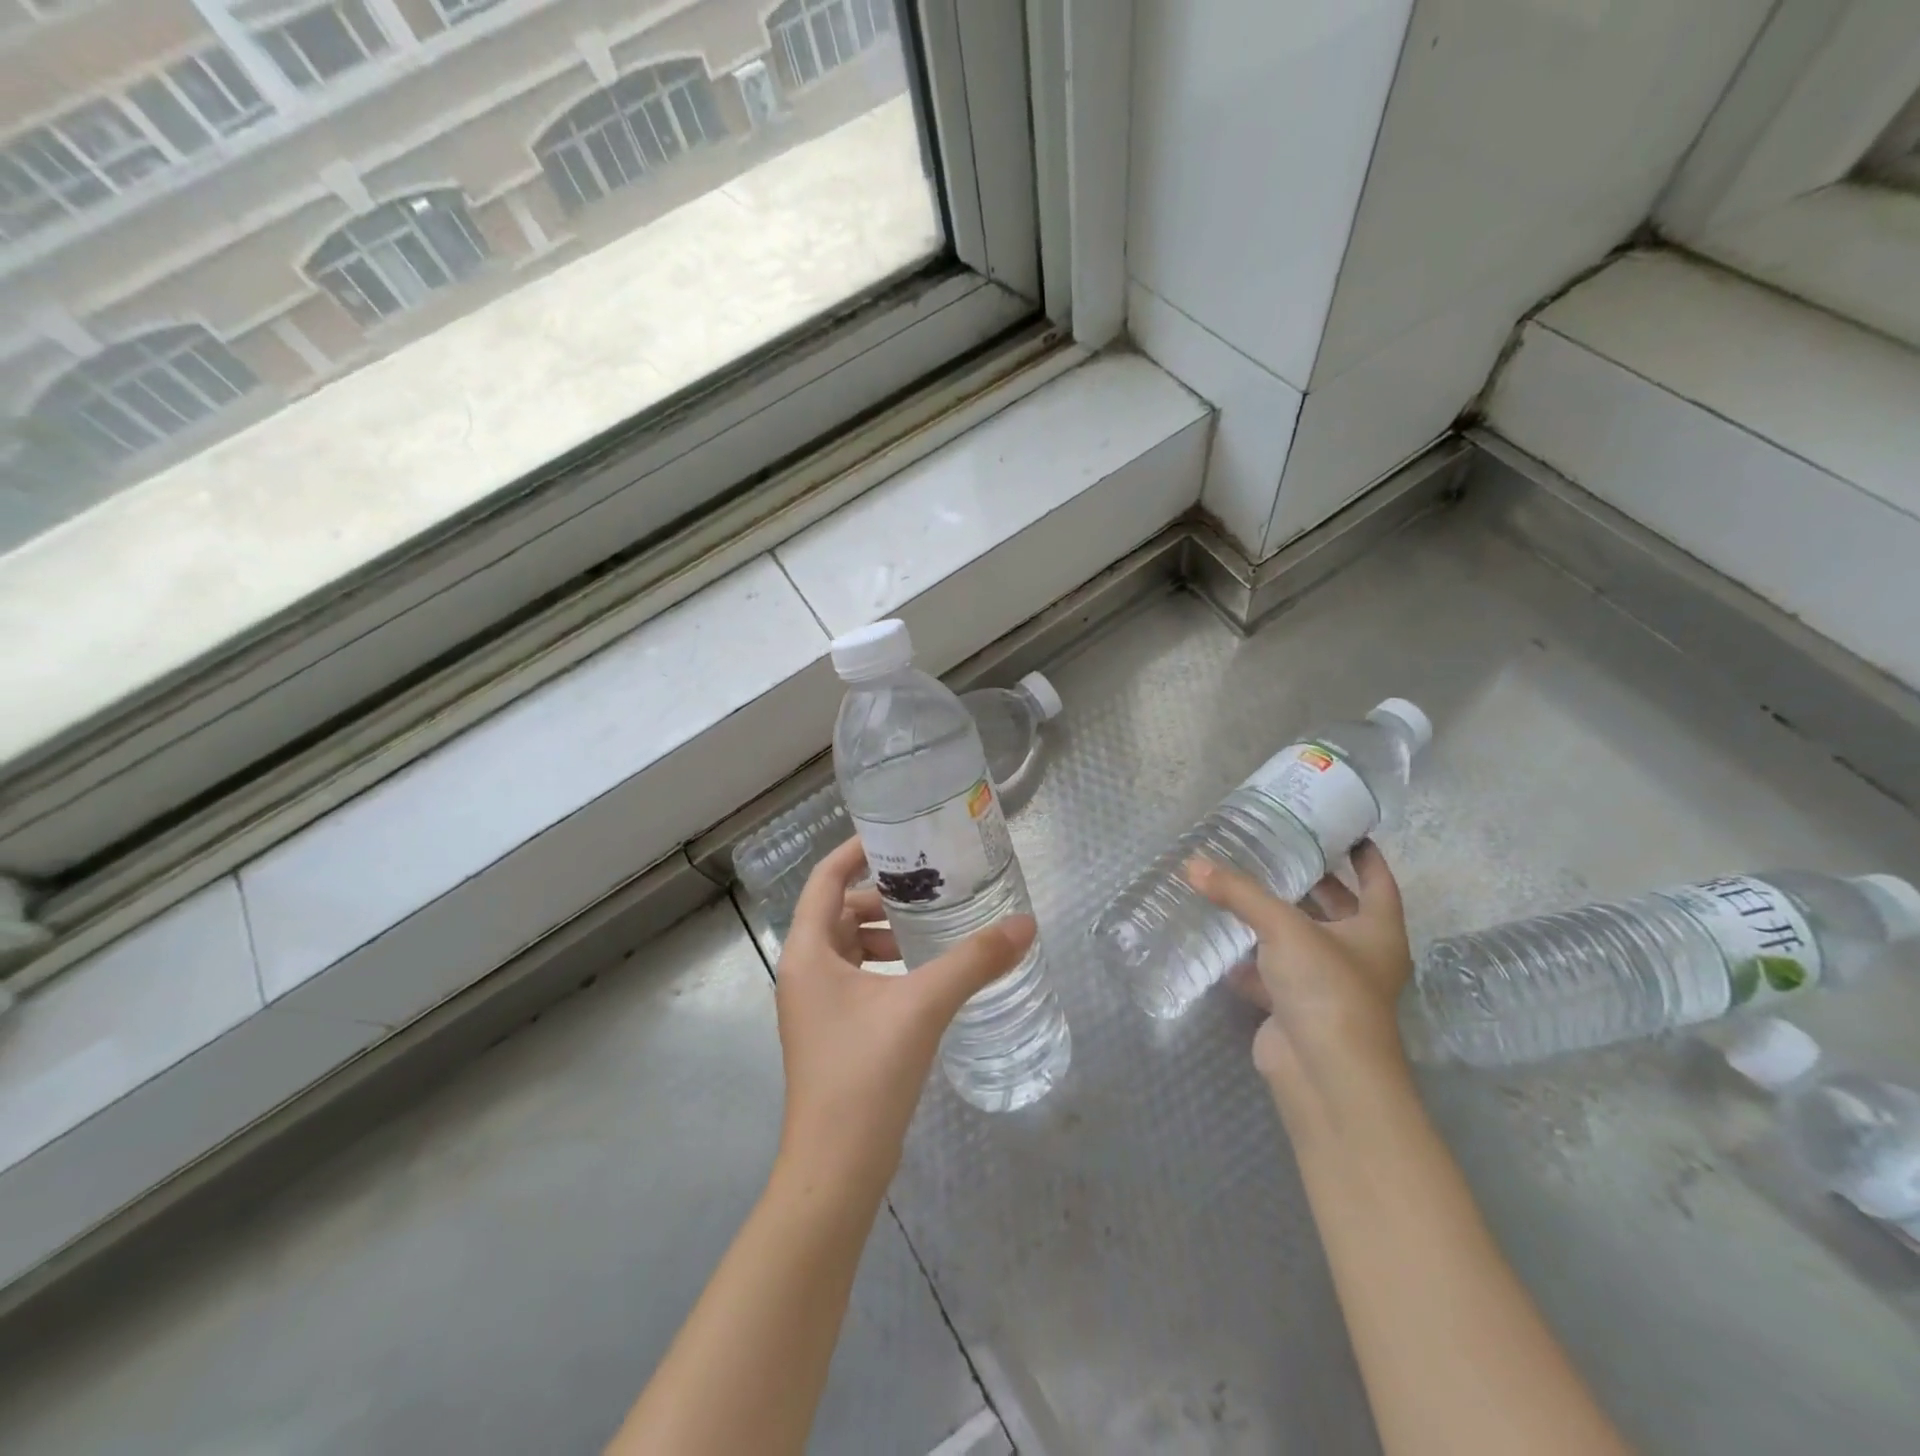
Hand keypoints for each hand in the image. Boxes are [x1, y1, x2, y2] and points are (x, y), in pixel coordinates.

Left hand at [773, 836, 1035, 1198]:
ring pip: (848, 946)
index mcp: (807, 951)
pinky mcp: (832, 1032)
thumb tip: (1025, 924)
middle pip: (838, 911)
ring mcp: (815, 1005)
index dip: (856, 851)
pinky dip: (886, 966)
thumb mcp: (923, 1005)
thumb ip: (975, 961)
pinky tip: (925, 977)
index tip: (896, 835)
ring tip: (933, 930)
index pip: (826, 879)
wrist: (835, 1170)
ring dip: (885, 933)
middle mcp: (803, 971)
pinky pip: (857, 978)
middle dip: (882, 895)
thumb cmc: (866, 1074)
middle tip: (931, 886)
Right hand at [1187, 841, 1412, 1124]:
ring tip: (1240, 886)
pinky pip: (1270, 973)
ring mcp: (1327, 985)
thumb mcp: (1284, 928)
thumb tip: (1192, 863)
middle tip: (1275, 850)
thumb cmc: (1326, 988)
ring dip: (1273, 919)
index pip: (1377, 881)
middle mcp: (1359, 956)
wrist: (1325, 1074)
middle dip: (1310, 882)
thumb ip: (1238, 893)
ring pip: (1299, 941)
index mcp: (1377, 931)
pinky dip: (1249, 959)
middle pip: (1337, 909)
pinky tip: (1221, 941)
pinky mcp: (1296, 1009)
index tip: (1341, 829)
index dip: (1363, 855)